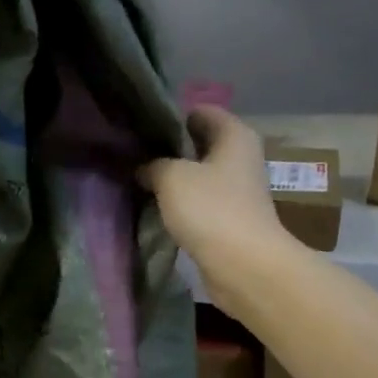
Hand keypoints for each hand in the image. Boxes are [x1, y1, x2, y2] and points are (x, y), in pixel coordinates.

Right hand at [140, 107, 296, 313]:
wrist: (244, 266)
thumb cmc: (211, 209)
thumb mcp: (172, 177)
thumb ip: (152, 164)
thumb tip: (144, 167)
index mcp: (234, 134)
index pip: (199, 112)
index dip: (169, 117)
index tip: (140, 129)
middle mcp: (240, 157)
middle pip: (198, 144)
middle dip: (167, 150)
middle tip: (133, 157)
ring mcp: (237, 190)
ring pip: (197, 175)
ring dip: (173, 180)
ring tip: (139, 182)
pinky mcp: (229, 219)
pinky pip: (200, 203)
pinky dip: (181, 205)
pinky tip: (157, 209)